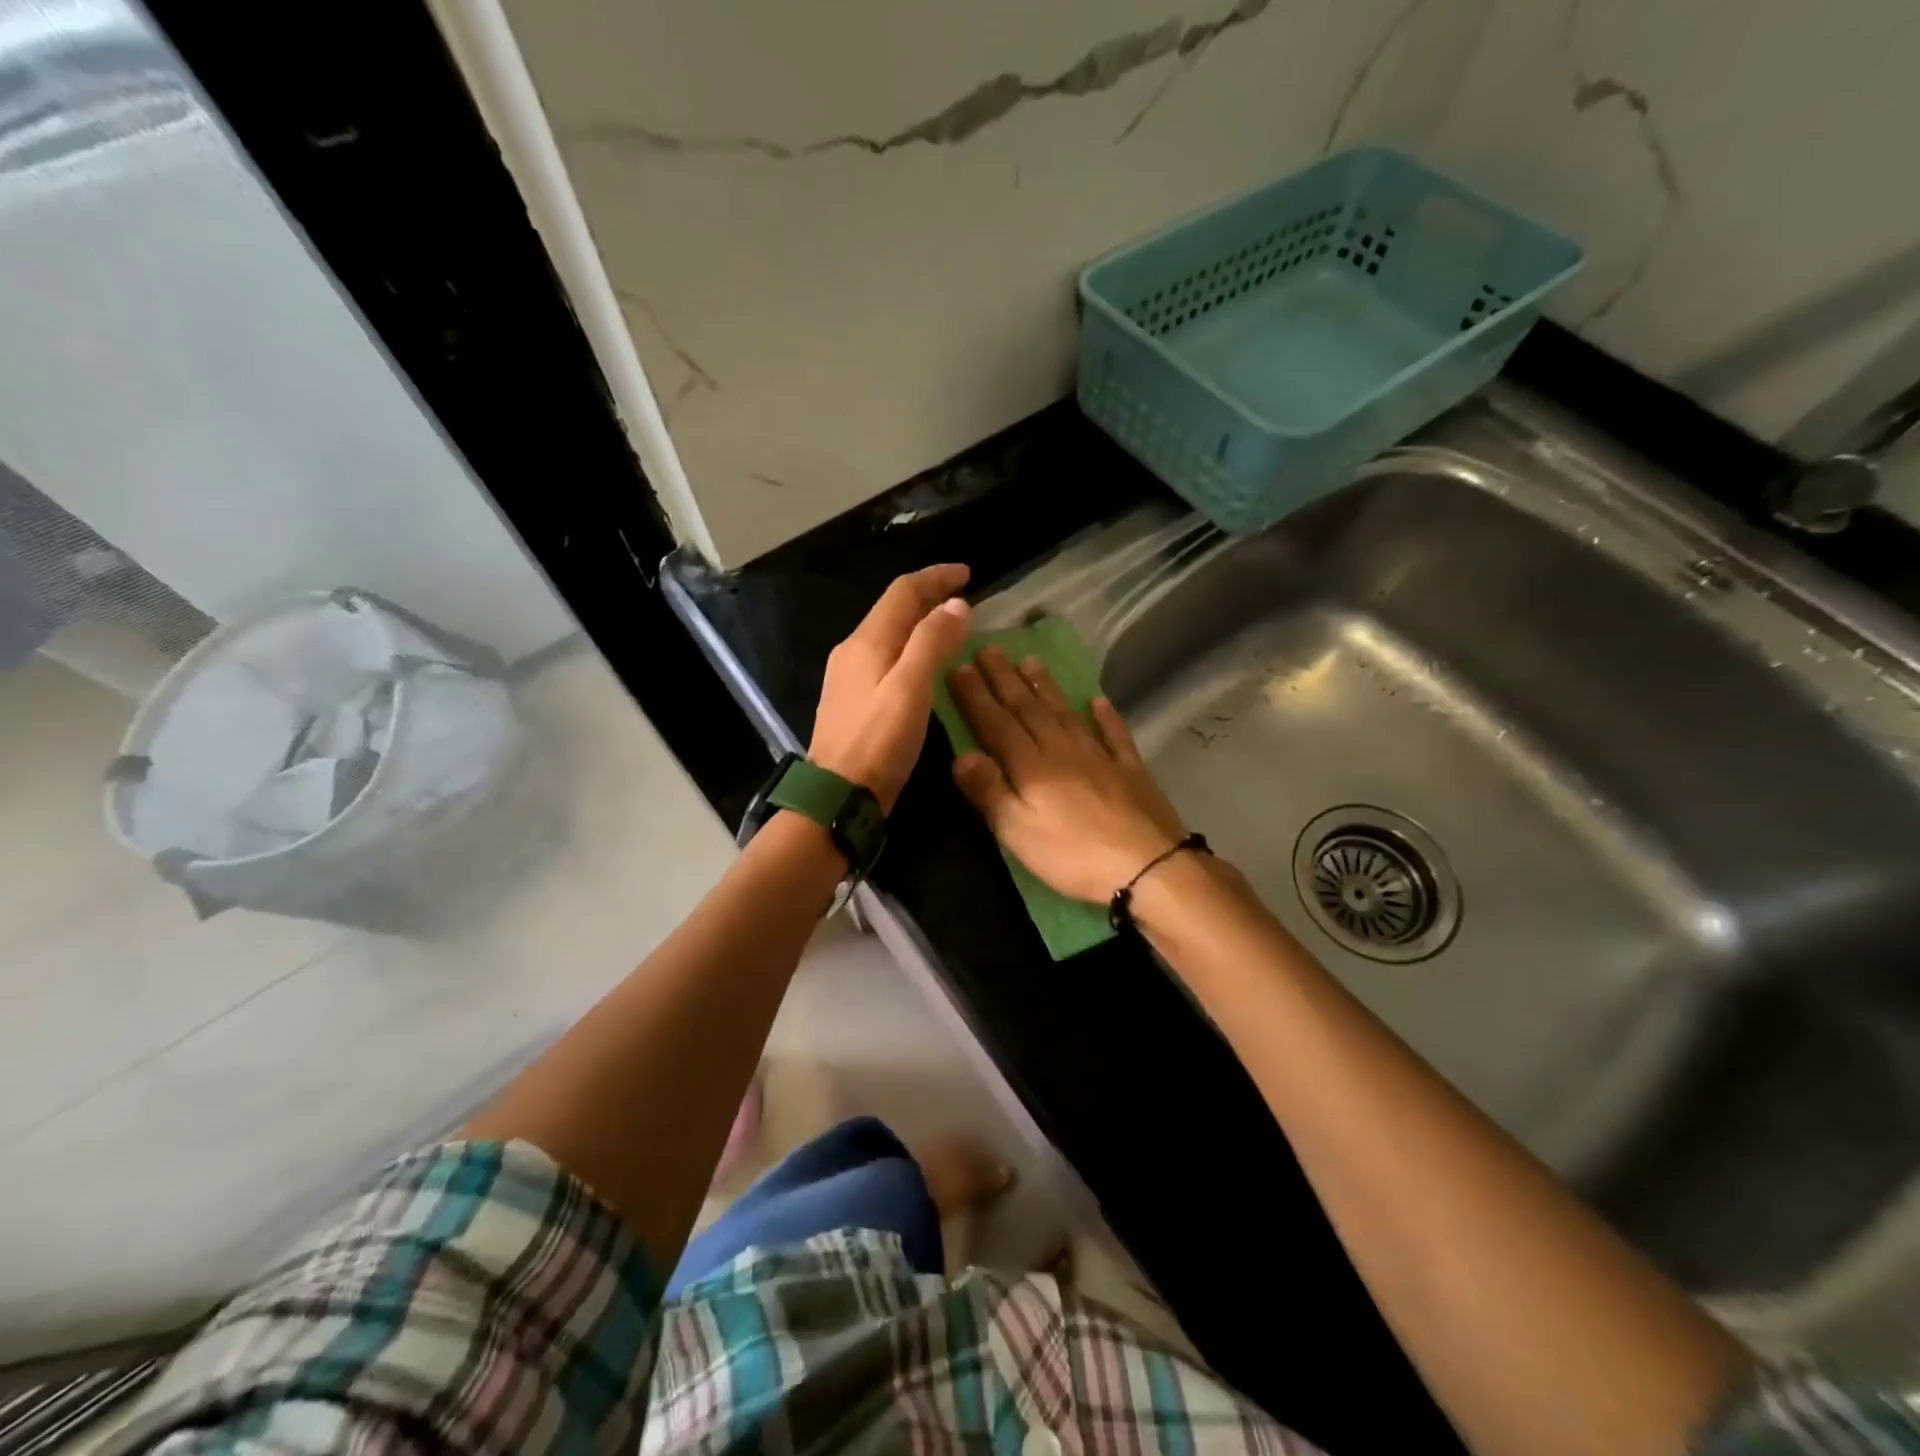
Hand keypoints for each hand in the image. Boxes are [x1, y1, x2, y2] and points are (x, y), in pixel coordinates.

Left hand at [809, 564, 971, 812]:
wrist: (838, 794)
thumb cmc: (878, 741)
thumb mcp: (910, 688)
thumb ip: (933, 642)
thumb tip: (956, 604)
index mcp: (867, 641)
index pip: (903, 592)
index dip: (935, 578)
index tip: (967, 573)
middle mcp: (853, 650)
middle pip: (893, 609)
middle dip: (928, 596)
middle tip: (964, 596)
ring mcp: (849, 676)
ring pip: (889, 633)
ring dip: (920, 622)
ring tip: (951, 625)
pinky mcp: (853, 699)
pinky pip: (886, 656)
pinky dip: (911, 647)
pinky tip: (925, 663)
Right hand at [947, 648, 1188, 903]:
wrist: (1148, 866)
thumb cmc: (1072, 855)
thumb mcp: (1017, 831)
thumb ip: (989, 790)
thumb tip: (960, 753)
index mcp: (1031, 765)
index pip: (995, 723)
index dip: (976, 695)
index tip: (959, 665)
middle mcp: (1062, 749)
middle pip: (1028, 708)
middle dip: (1005, 678)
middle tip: (989, 649)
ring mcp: (1099, 756)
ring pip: (1066, 713)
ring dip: (1047, 686)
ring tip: (1031, 661)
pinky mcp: (1130, 770)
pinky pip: (1114, 734)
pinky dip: (1105, 716)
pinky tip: (1099, 701)